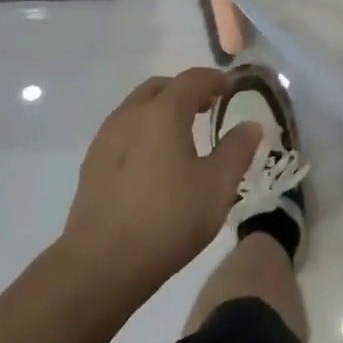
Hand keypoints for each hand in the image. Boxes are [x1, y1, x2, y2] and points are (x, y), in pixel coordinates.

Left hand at [61, 68, 262, 297]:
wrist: (102, 263)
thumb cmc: (168, 219)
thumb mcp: (217, 186)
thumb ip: (237, 150)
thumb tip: (251, 125)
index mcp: (162, 112)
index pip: (192, 79)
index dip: (215, 80)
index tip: (230, 90)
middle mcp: (130, 115)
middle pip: (160, 88)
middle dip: (185, 91)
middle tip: (207, 108)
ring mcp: (105, 138)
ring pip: (137, 108)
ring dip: (162, 110)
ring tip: (182, 136)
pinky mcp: (92, 163)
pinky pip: (123, 131)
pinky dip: (144, 131)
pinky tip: (154, 162)